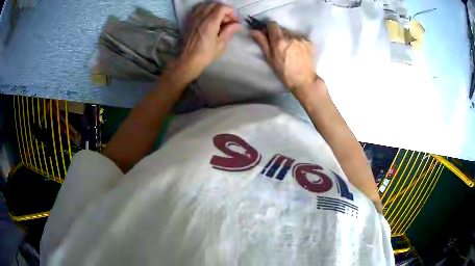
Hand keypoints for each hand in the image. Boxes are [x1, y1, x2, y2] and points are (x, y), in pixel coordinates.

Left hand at [172, 3, 241, 82]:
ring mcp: (193, 18)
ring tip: (217, 19)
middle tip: (227, 20)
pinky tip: (207, 19)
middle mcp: (201, 17)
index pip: (223, 7)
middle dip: (223, 10)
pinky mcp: (188, 21)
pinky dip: (204, 11)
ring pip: (205, 5)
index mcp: (210, 22)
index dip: (231, 12)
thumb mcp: (220, 44)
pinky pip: (197, 10)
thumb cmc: (205, 54)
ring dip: (214, 9)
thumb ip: (229, 31)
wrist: (187, 60)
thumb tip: (238, 25)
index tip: (234, 20)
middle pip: (215, 4)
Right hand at [251, 22, 317, 91]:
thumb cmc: (284, 72)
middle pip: (283, 29)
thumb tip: (253, 31)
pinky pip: (300, 38)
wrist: (304, 81)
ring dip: (289, 38)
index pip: (272, 24)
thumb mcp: (270, 59)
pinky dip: (298, 42)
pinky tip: (299, 52)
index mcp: (280, 40)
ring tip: (291, 50)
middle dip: (279, 34)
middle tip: (280, 46)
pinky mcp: (310, 42)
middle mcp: (291, 36)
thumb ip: (262, 42)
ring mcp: (302, 39)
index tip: (269, 35)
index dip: (270, 28)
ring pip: (292, 33)